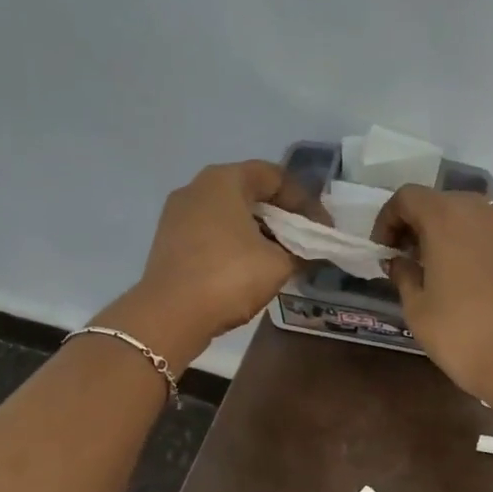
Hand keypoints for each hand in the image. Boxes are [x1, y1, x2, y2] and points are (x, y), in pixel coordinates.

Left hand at [99, 161, 306, 366]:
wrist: (169, 315)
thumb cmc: (229, 276)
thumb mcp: (279, 264)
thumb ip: (300, 250)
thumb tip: (310, 251)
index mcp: (224, 180)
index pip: (274, 176)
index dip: (304, 200)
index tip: (323, 227)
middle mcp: (197, 187)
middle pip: (250, 192)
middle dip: (282, 215)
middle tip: (305, 239)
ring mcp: (178, 214)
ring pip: (230, 213)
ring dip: (259, 230)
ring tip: (282, 256)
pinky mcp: (170, 240)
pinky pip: (212, 232)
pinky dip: (236, 242)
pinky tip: (251, 267)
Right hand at [371, 187, 492, 402]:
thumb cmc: (461, 335)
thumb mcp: (417, 308)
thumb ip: (403, 273)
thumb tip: (400, 260)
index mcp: (447, 219)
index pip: (408, 196)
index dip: (389, 218)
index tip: (385, 250)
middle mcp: (483, 213)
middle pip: (443, 201)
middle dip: (420, 224)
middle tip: (410, 258)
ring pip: (474, 217)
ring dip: (453, 233)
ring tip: (444, 269)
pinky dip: (480, 247)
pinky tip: (478, 281)